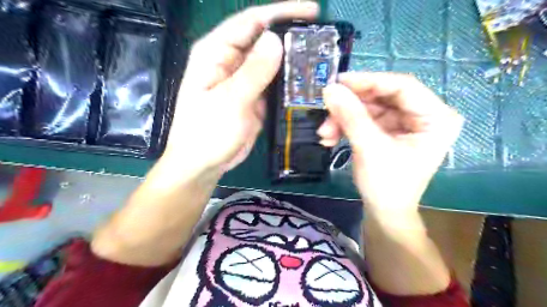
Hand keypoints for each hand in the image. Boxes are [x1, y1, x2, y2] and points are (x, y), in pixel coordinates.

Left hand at [162, 1, 318, 174]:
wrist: (203, 164)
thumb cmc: (206, 133)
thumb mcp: (230, 101)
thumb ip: (253, 72)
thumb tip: (276, 40)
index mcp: (215, 53)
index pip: (250, 21)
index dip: (281, 12)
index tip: (312, 11)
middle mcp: (230, 62)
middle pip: (264, 40)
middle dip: (291, 37)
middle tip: (322, 39)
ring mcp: (244, 80)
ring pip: (272, 63)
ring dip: (293, 61)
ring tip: (320, 59)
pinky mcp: (254, 97)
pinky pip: (275, 84)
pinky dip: (290, 82)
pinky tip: (307, 83)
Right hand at [320, 73, 462, 216]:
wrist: (384, 213)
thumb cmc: (387, 186)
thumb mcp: (369, 148)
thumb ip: (351, 117)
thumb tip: (330, 89)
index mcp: (436, 118)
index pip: (402, 86)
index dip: (369, 81)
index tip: (339, 81)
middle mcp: (423, 115)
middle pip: (382, 96)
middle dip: (350, 106)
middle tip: (326, 109)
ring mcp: (404, 123)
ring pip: (369, 108)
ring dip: (343, 119)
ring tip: (324, 134)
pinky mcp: (388, 131)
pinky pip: (364, 120)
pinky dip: (346, 126)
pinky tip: (330, 137)